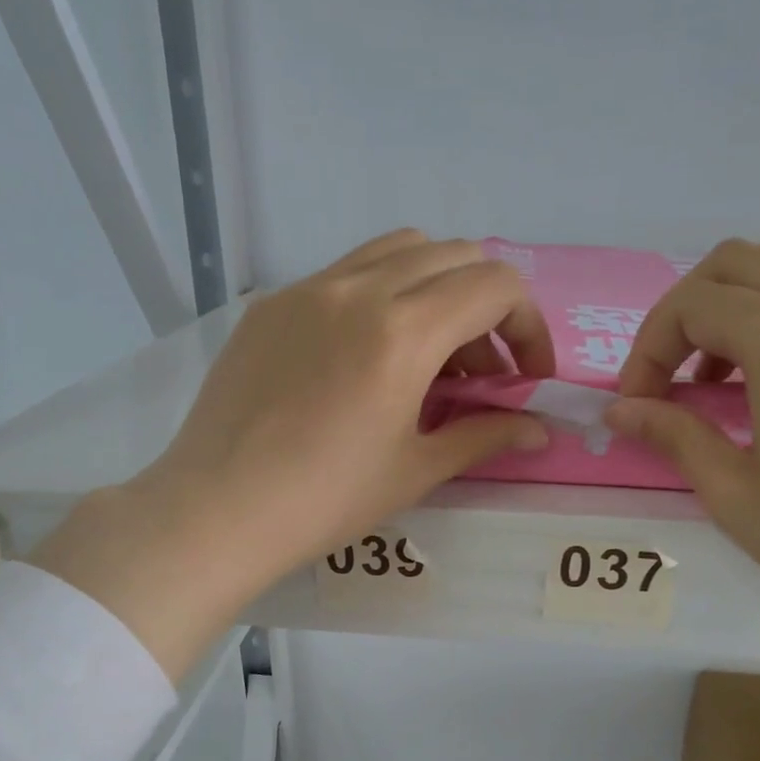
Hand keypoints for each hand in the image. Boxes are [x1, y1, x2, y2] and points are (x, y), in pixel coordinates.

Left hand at [33, 230, 552, 678]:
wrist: (218, 509)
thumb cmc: (326, 500)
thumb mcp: (416, 470)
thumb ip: (485, 436)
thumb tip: (541, 429)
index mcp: (403, 331)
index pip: (496, 285)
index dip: (528, 326)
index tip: (525, 377)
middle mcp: (358, 289)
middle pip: (454, 256)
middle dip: (486, 308)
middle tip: (479, 374)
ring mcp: (308, 289)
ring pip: (398, 251)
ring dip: (435, 290)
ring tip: (427, 356)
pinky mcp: (272, 304)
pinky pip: (345, 274)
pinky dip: (381, 296)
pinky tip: (366, 357)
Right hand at [607, 239, 759, 654]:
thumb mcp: (735, 496)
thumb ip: (674, 436)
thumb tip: (620, 411)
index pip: (693, 304)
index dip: (648, 349)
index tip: (637, 405)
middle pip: (737, 262)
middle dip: (684, 313)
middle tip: (668, 379)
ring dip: (738, 305)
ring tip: (724, 376)